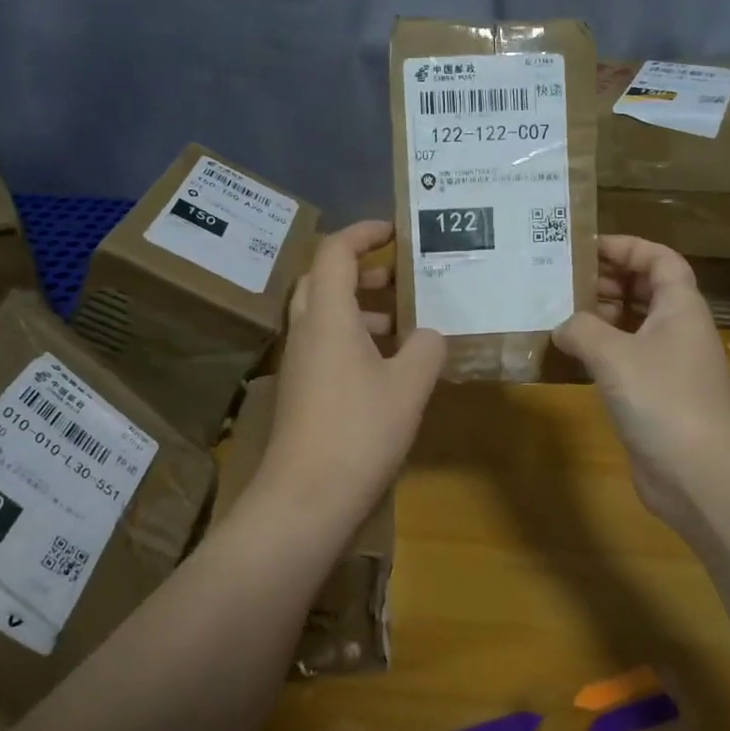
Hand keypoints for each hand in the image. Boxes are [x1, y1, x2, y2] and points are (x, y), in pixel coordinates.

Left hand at [256, 221, 445, 521]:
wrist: (306, 498)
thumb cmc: (360, 431)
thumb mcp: (409, 386)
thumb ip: (427, 349)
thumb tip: (430, 335)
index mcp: (327, 316)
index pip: (335, 252)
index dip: (364, 233)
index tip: (396, 231)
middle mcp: (305, 331)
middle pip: (324, 280)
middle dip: (363, 270)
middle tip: (401, 277)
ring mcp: (299, 363)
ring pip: (325, 316)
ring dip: (361, 308)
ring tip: (404, 323)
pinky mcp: (301, 392)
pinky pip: (326, 346)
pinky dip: (355, 340)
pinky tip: (388, 366)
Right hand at [553, 236, 729, 532]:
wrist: (700, 473)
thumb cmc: (663, 399)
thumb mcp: (614, 354)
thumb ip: (582, 330)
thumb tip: (562, 326)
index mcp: (680, 307)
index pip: (659, 259)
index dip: (627, 247)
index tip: (586, 245)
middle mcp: (677, 330)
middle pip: (645, 290)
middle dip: (607, 280)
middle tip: (562, 278)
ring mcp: (668, 365)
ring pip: (633, 326)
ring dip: (600, 316)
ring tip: (558, 311)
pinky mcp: (654, 397)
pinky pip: (625, 360)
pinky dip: (600, 351)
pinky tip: (569, 355)